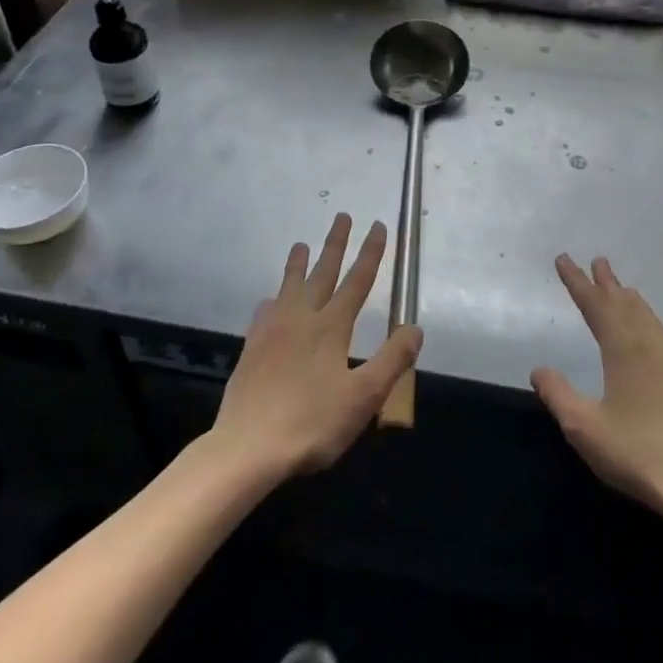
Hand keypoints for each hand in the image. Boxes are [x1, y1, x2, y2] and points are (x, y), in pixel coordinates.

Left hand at [210, 214, 421, 480]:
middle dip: (335, 244)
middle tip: (342, 215)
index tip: (377, 226)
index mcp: (331, 327)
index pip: (357, 281)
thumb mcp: (364, 397)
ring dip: (298, 264)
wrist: (247, 447)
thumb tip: (415, 327)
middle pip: (322, 273)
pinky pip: (264, 313)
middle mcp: (302, 319)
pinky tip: (269, 301)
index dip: (371, 253)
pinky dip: (272, 300)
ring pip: (289, 287)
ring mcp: (272, 331)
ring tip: (300, 244)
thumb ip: (391, 360)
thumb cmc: (312, 423)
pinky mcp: (252, 349)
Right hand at [532, 255, 662, 525]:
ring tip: (624, 289)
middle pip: (626, 305)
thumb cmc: (640, 456)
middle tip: (598, 261)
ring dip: (632, 301)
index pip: (595, 306)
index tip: (564, 259)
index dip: (577, 282)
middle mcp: (652, 347)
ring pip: (650, 319)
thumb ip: (559, 395)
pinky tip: (654, 335)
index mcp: (624, 351)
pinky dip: (652, 323)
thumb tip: (539, 368)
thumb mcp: (585, 429)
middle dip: (608, 283)